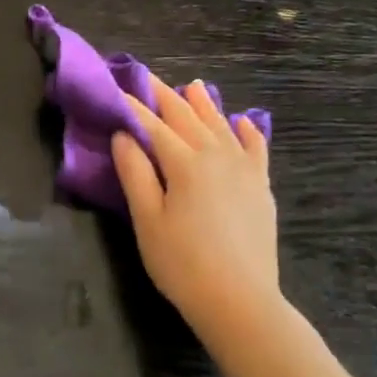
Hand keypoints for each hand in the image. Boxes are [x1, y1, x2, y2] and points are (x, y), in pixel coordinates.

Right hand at [111, 78, 280, 337]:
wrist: (239, 299)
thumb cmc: (181, 263)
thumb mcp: (147, 220)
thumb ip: (135, 173)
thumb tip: (123, 135)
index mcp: (184, 162)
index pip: (152, 125)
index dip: (132, 106)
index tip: (116, 88)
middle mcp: (217, 155)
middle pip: (186, 117)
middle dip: (164, 96)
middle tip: (146, 77)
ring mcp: (244, 169)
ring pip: (221, 126)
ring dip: (203, 104)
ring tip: (191, 86)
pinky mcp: (260, 186)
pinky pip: (256, 148)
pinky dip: (247, 131)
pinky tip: (242, 121)